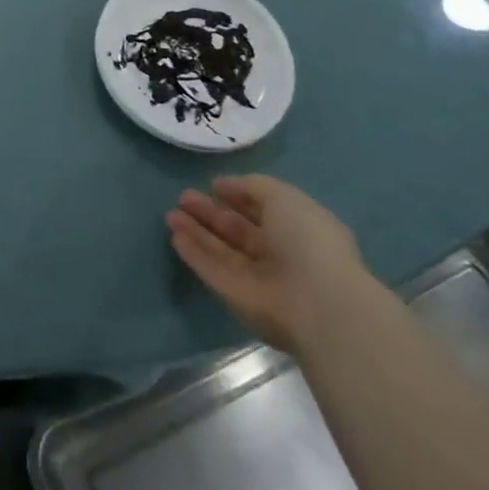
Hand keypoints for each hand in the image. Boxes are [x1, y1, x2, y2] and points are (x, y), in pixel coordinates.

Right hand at [167, 175, 374, 354]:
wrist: (317, 304)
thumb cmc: (307, 241)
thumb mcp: (284, 197)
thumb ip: (253, 187)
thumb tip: (223, 186)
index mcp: (298, 229)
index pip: (263, 210)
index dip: (239, 196)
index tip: (212, 185)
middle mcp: (278, 254)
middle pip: (238, 230)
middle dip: (211, 213)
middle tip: (183, 197)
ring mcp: (257, 278)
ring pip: (221, 250)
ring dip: (197, 231)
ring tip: (171, 213)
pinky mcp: (237, 297)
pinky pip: (212, 270)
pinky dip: (194, 253)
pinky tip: (175, 236)